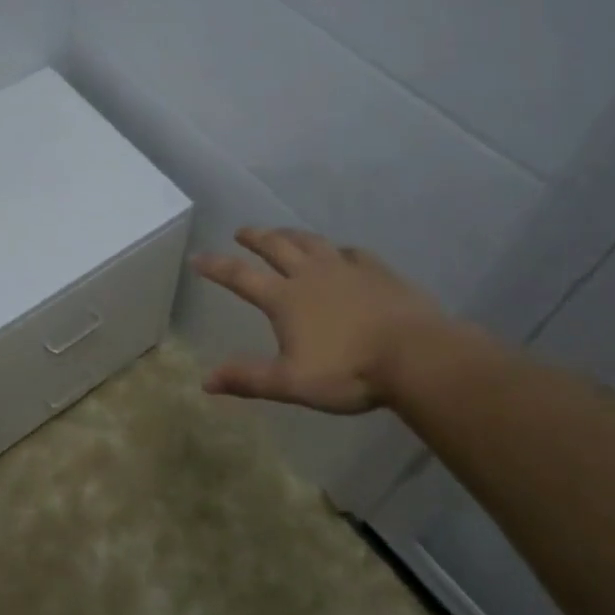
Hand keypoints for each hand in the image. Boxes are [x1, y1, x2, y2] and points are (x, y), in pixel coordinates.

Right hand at [192, 227, 462, 413]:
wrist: (416, 356)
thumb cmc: (349, 371)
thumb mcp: (291, 382)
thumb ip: (248, 379)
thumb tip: (205, 382)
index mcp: (285, 298)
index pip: (240, 276)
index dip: (216, 266)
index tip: (197, 257)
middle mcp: (311, 275)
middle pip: (276, 247)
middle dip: (256, 238)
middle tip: (242, 232)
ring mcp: (347, 269)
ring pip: (312, 243)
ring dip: (292, 235)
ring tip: (283, 233)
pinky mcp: (378, 272)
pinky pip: (352, 253)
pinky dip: (339, 250)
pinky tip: (341, 253)